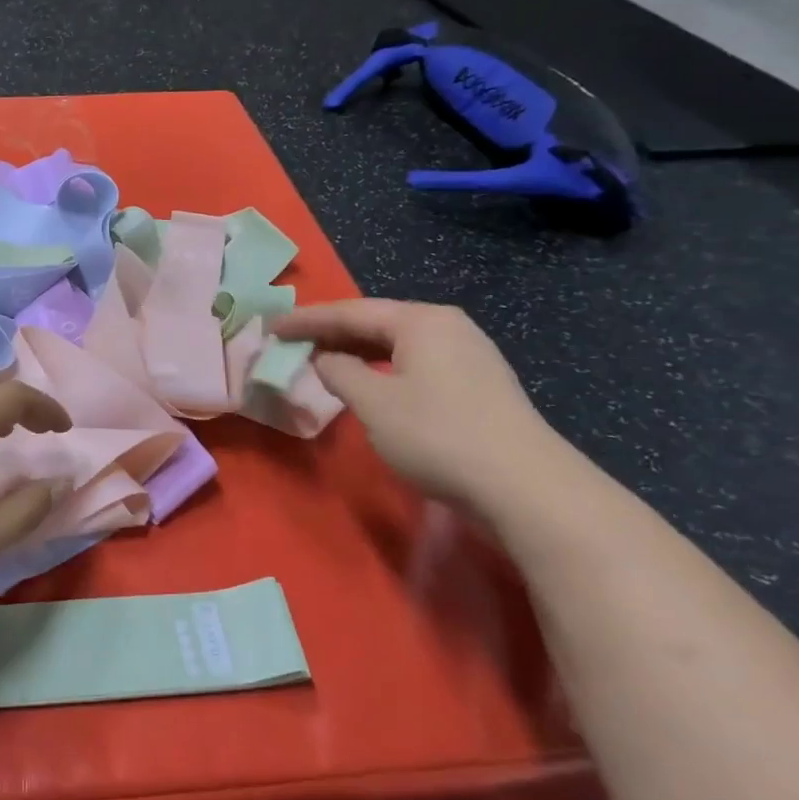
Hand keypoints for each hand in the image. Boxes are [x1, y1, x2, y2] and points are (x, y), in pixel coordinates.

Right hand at [272, 299, 559, 508]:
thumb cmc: (438, 435)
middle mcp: (447, 326)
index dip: (307, 320)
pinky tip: (370, 382)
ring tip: (323, 359)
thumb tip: (325, 359)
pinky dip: (383, 367)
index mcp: (421, 321)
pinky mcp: (478, 383)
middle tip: (293, 341)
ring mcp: (469, 354)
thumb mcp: (374, 403)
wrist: (526, 487)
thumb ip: (340, 372)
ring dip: (358, 350)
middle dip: (332, 332)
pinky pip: (416, 362)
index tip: (272, 327)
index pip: (350, 311)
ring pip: (398, 343)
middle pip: (377, 321)